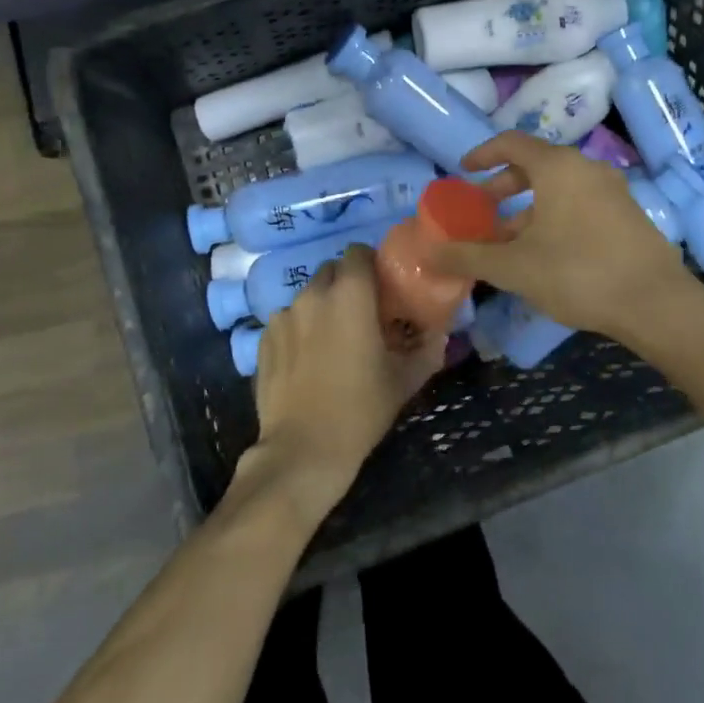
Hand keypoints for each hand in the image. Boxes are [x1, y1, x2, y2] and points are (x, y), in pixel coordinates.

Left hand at [249, 244, 444, 515]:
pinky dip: (298, 330)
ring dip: (322, 308)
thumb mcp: (404, 380)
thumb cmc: (360, 410)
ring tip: (331, 341)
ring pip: (308, 296)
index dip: (371, 264)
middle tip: (361, 315)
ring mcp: (283, 315)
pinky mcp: (263, 338)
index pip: (358, 251)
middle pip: (332, 270)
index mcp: (350, 294)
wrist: (302, 451)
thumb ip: (427, 349)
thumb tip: (440, 333)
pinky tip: (306, 361)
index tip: (381, 288)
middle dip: (347, 284)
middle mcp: (313, 294)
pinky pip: (286, 321)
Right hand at [431, 131, 694, 343]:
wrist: (656, 304)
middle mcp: (586, 168)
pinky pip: (581, 202)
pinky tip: (547, 253)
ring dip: (529, 207)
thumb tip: (430, 253)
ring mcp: (612, 190)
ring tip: (510, 240)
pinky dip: (555, 215)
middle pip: (536, 164)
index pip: (511, 143)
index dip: (482, 154)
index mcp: (558, 167)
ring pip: (559, 187)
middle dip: (504, 186)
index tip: (463, 171)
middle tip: (483, 209)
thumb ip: (468, 256)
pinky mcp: (628, 214)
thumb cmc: (578, 274)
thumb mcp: (514, 267)